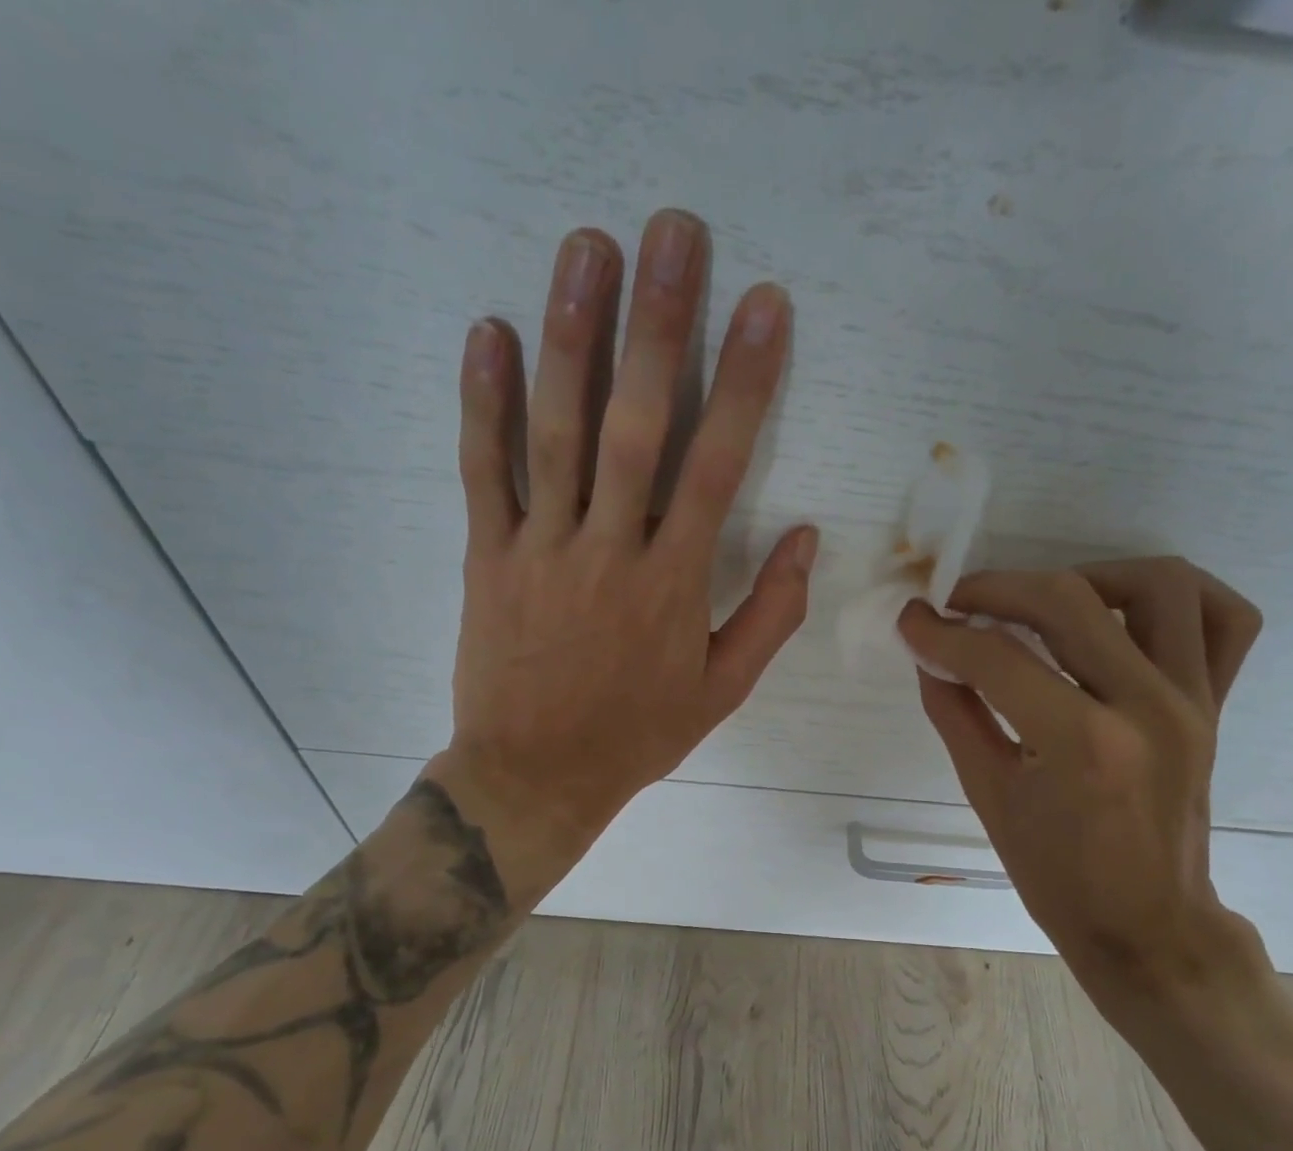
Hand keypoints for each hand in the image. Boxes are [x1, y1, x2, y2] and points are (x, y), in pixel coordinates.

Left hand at [425, 209, 816, 892]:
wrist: (535, 776)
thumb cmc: (636, 736)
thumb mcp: (722, 692)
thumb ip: (771, 615)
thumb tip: (809, 539)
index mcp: (674, 585)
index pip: (718, 466)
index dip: (745, 382)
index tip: (765, 306)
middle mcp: (609, 550)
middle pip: (635, 424)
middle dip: (658, 324)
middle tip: (671, 232)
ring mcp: (542, 548)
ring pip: (556, 430)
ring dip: (572, 334)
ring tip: (586, 247)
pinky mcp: (488, 557)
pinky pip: (484, 471)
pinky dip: (484, 402)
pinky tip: (491, 332)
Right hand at [899, 558, 1263, 1016]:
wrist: (1147, 923)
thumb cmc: (1058, 877)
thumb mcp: (988, 796)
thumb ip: (955, 713)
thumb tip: (929, 654)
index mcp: (1082, 744)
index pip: (997, 658)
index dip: (941, 632)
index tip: (912, 620)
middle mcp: (1147, 707)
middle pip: (1069, 600)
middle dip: (998, 589)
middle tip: (959, 603)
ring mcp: (1193, 700)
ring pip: (1158, 585)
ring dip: (1088, 577)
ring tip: (1044, 605)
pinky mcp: (1216, 704)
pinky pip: (1224, 619)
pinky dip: (1177, 596)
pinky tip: (1124, 611)